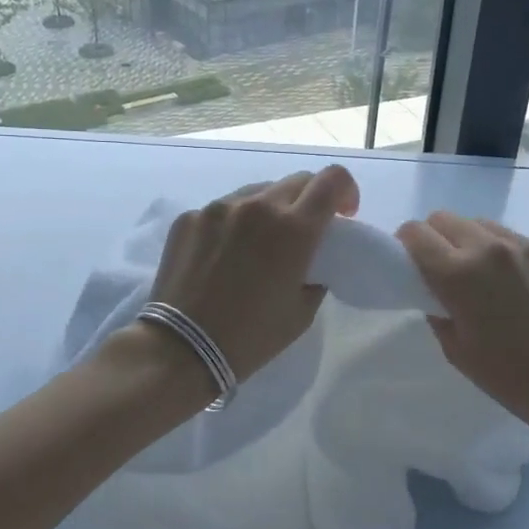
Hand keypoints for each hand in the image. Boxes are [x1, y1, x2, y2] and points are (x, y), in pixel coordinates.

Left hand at [145, 166, 359, 382]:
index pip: (332, 180)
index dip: (346, 191)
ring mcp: (219, 207)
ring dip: (270, 209)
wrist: (182, 348)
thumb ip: (314, 274)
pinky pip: (223, 209)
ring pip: (257, 192)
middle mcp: (258, 205)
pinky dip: (234, 223)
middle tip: (303, 232)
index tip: (343, 214)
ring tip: (259, 244)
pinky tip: (224, 255)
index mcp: (294, 229)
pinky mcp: (190, 217)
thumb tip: (310, 262)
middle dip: (309, 200)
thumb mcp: (301, 312)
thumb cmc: (251, 337)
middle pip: (296, 181)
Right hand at [397, 211, 528, 438]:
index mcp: (458, 273)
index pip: (415, 232)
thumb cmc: (507, 377)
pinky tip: (527, 290)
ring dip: (476, 243)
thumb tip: (434, 287)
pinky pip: (522, 242)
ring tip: (490, 279)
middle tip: (447, 270)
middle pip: (446, 218)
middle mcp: (492, 247)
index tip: (411, 262)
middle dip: (438, 238)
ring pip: (485, 226)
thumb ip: (436, 306)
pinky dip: (514, 258)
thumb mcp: (454, 348)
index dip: (407, 244)